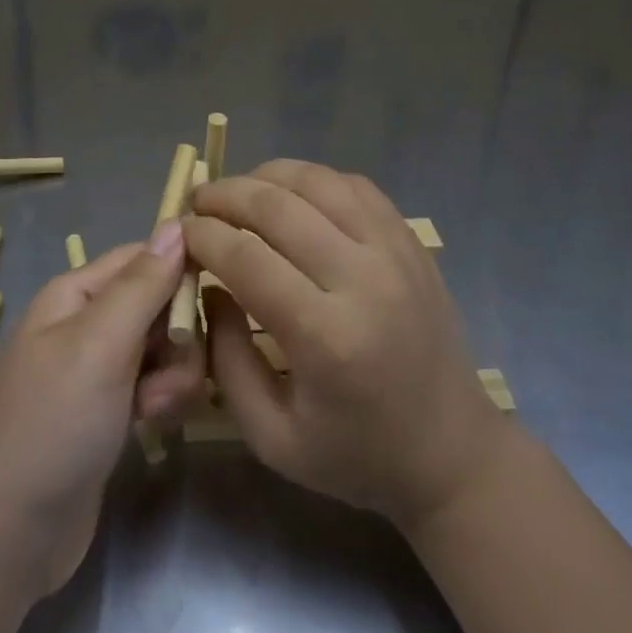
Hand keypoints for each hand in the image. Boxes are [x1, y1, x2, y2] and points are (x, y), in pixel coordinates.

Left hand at [0, 229, 204, 593]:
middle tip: (166, 374)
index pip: (144, 257)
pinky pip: (155, 385)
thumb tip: (177, 223)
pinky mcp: (110, 411)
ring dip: (173, 375)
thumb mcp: (100, 344)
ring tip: (154, 409)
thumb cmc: (53, 424)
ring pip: (164, 347)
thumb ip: (143, 284)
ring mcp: (98, 369)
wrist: (8, 535)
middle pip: (159, 303)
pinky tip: (152, 427)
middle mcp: (87, 323)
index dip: (181, 271)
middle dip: (178, 336)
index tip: (216, 299)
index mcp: (76, 293)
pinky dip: (161, 400)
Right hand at [185, 160, 505, 531]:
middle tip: (197, 202)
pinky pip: (355, 185)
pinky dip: (313, 179)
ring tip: (238, 191)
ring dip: (266, 176)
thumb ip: (226, 359)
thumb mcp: (271, 437)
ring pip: (318, 181)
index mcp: (326, 338)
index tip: (179, 232)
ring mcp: (394, 252)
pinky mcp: (411, 242)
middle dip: (225, 195)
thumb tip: (209, 286)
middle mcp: (363, 280)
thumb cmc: (357, 456)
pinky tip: (291, 195)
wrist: (452, 453)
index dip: (203, 235)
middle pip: (278, 206)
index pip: (247, 257)